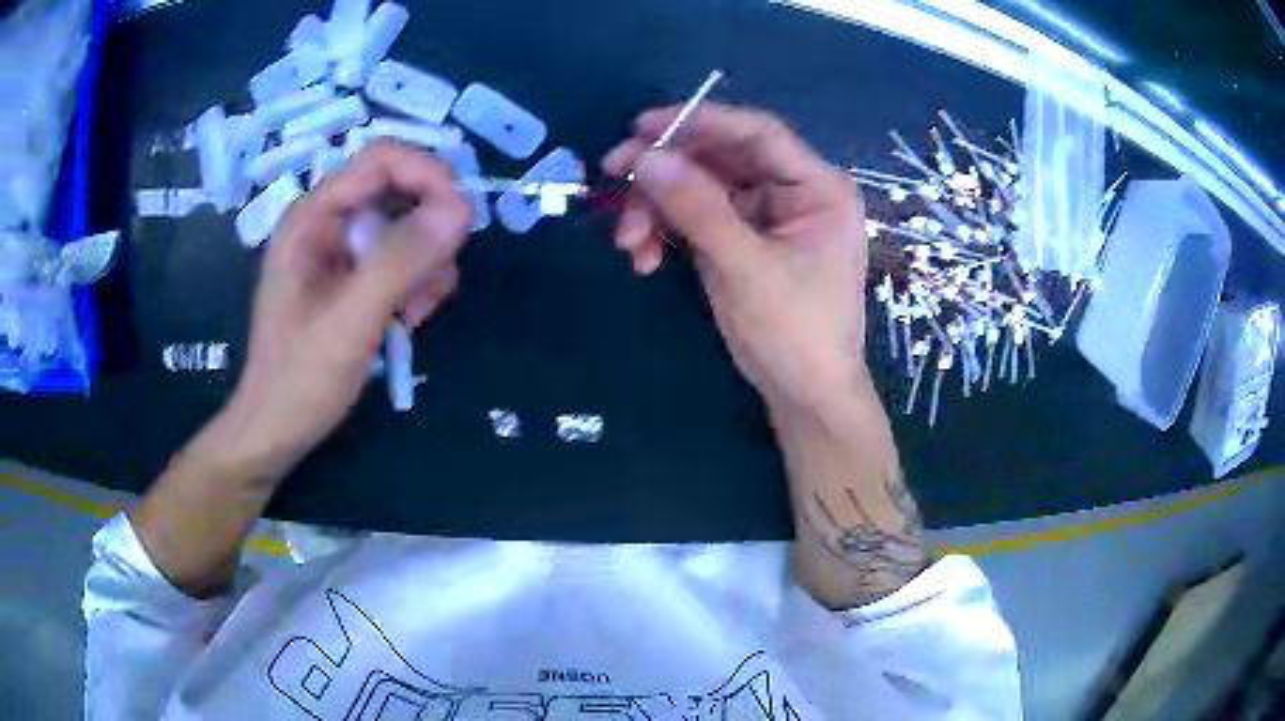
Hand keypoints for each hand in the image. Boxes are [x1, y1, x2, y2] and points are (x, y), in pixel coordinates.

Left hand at [212, 140, 471, 479]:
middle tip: (436, 278)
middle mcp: (327, 222)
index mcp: (313, 216)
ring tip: (415, 311)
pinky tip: (407, 319)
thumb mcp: (351, 320)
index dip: (428, 175)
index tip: (461, 217)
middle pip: (400, 190)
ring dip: (426, 263)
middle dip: (429, 229)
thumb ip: (402, 260)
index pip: (382, 160)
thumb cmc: (301, 378)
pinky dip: (417, 284)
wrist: (276, 430)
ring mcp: (340, 250)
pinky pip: (401, 259)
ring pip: (407, 226)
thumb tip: (462, 208)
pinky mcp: (351, 277)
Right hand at [602, 104, 869, 421]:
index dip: (698, 121)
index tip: (640, 126)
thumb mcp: (744, 268)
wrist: (806, 398)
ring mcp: (767, 216)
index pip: (757, 134)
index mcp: (818, 188)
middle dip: (665, 173)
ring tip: (628, 243)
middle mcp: (794, 192)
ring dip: (658, 209)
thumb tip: (644, 157)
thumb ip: (696, 208)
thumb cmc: (795, 335)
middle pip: (721, 159)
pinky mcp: (744, 239)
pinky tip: (645, 259)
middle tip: (613, 176)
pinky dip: (668, 233)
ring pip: (701, 188)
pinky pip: (698, 218)